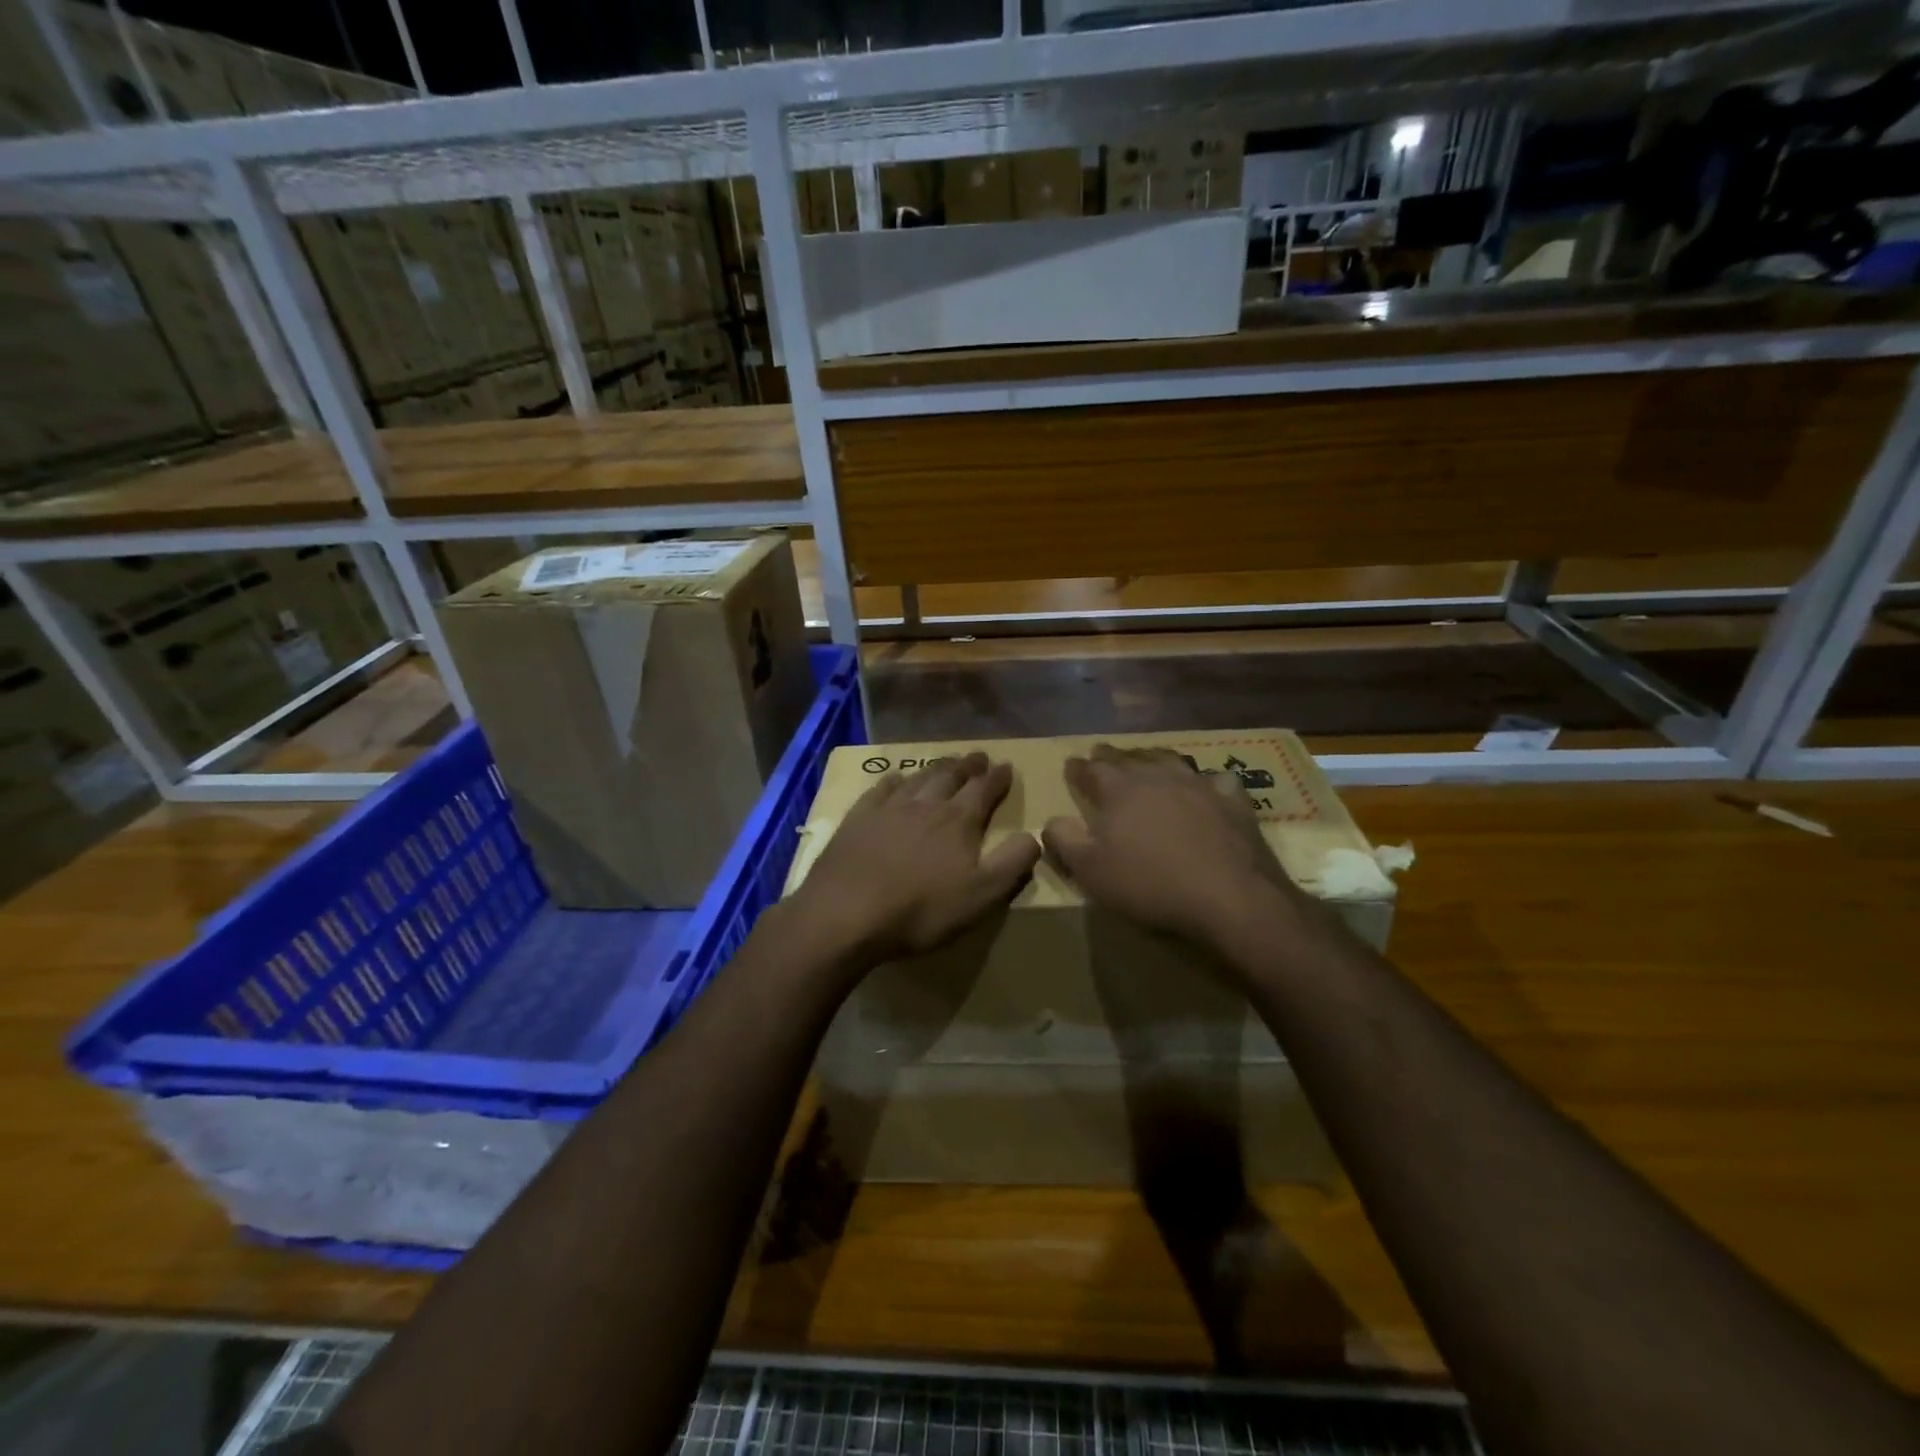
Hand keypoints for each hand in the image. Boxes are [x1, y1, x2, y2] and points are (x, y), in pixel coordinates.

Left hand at [790, 753, 1041, 964]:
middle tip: (977, 756)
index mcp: (958, 821)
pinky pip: (880, 789)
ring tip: (945, 762)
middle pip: (950, 777)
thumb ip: (1012, 863)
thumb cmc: (921, 909)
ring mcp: (888, 808)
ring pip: (918, 778)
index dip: (998, 778)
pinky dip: (894, 780)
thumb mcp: (981, 895)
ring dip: (935, 768)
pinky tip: (894, 779)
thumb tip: (1035, 835)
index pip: (984, 791)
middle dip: (968, 766)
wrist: (846, 912)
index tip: (1006, 766)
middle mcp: (925, 805)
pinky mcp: (858, 819)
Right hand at [1042, 744, 1305, 948]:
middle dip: (1112, 756)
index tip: (1071, 764)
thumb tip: (1051, 820)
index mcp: (1119, 791)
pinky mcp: (1232, 801)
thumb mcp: (1091, 871)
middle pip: (1129, 758)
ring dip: (1153, 758)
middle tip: (1102, 752)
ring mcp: (1197, 785)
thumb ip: (1064, 841)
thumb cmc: (1150, 884)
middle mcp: (1156, 778)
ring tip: (1147, 758)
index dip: (1078, 768)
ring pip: (1169, 761)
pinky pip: (1217, 780)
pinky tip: (1208, 785)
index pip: (1091, 770)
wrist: (1228, 896)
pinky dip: (1206, 780)